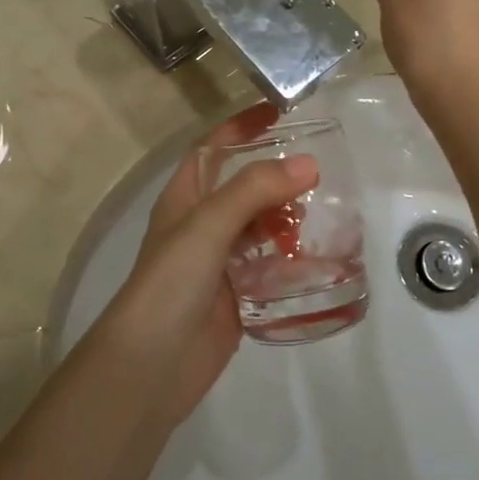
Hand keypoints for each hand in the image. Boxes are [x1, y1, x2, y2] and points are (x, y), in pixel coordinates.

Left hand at [101, 107, 319, 425]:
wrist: (150, 367)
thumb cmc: (170, 283)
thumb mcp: (207, 225)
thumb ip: (254, 190)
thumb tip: (308, 163)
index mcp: (185, 198)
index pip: (213, 148)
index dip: (241, 127)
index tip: (280, 112)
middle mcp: (201, 225)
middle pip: (243, 188)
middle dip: (276, 178)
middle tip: (320, 172)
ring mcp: (219, 263)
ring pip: (260, 230)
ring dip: (288, 220)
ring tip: (328, 216)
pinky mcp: (237, 298)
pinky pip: (270, 270)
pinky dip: (292, 263)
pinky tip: (322, 261)